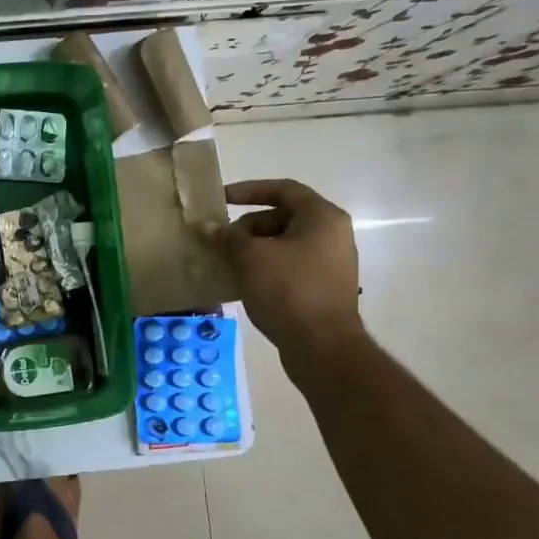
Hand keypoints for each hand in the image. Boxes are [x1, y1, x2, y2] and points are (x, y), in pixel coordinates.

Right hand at [206, 178, 364, 385]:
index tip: (221, 199)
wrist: (323, 348)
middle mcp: (333, 235)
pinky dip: (266, 267)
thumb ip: (227, 237)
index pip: (283, 189)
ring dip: (254, 249)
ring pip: (284, 244)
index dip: (249, 190)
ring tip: (226, 262)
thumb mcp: (250, 258)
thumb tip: (206, 226)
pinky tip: (242, 281)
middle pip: (283, 217)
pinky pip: (290, 266)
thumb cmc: (288, 290)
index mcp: (322, 218)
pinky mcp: (324, 288)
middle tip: (221, 240)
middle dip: (248, 226)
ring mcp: (331, 263)